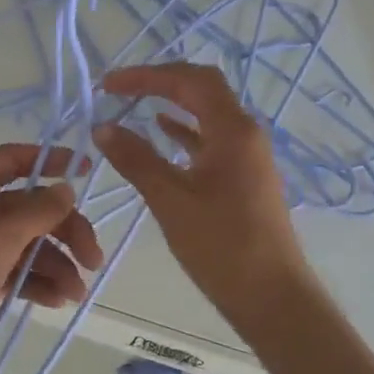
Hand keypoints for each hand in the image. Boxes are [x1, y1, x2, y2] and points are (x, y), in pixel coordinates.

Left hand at [0, 145, 103, 373]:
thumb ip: (36, 212)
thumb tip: (66, 187)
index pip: (13, 159)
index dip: (49, 160)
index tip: (87, 171)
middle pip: (27, 206)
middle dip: (63, 228)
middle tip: (94, 259)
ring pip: (23, 243)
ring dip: (54, 263)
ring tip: (76, 293)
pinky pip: (12, 271)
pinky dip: (35, 282)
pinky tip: (56, 302)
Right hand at [92, 63, 315, 330]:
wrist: (272, 297)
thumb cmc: (222, 246)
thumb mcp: (171, 200)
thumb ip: (136, 159)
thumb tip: (102, 128)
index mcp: (233, 129)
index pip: (190, 80)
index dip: (147, 75)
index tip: (109, 86)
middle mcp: (244, 132)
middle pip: (201, 88)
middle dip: (160, 82)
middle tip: (120, 89)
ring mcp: (246, 154)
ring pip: (206, 113)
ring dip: (171, 104)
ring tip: (131, 106)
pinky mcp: (242, 176)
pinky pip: (209, 139)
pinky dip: (182, 131)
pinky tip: (159, 133)